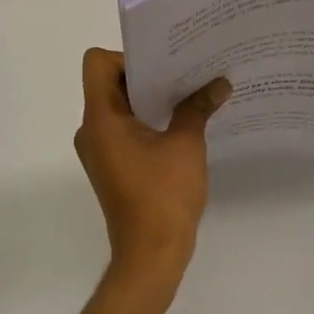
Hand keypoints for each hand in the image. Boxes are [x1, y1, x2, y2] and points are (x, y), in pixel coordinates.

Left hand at [73, 48, 230, 295]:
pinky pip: (126, 128)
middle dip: (148, 74)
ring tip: (189, 92)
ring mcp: (100, 150)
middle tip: (185, 69)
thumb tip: (221, 83)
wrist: (151, 257)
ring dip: (151, 98)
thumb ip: (198, 107)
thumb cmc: (163, 196)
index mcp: (101, 119)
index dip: (128, 56)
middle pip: (110, 82)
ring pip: (120, 106)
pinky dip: (149, 119)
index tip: (163, 64)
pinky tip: (182, 122)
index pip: (98, 63)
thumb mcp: (186, 145)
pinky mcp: (113, 165)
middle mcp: (92, 130)